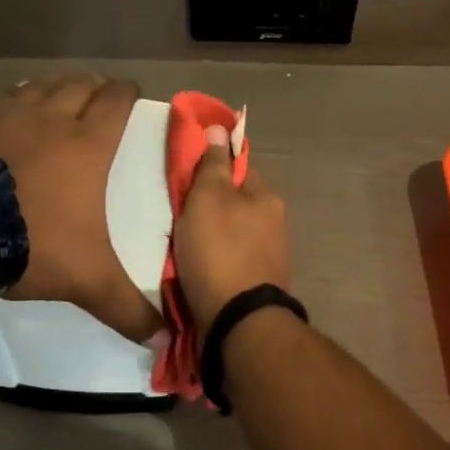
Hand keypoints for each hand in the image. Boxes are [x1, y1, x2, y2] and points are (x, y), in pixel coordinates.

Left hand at [0, 74, 162, 342]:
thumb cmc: (31, 242)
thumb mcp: (87, 281)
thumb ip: (126, 309)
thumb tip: (164, 341)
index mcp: (88, 145)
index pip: (115, 102)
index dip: (127, 93)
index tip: (132, 92)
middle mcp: (50, 120)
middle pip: (78, 86)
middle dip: (93, 86)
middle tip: (99, 95)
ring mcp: (5, 117)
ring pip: (38, 87)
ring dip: (54, 88)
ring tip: (58, 96)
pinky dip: (12, 101)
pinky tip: (7, 113)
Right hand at [174, 125, 290, 332]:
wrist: (237, 322)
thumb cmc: (220, 251)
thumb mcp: (208, 198)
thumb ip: (213, 164)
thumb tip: (220, 127)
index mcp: (267, 198)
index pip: (238, 166)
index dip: (212, 162)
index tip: (186, 168)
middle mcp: (274, 224)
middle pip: (235, 202)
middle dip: (208, 203)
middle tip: (176, 209)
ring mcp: (267, 257)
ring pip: (231, 233)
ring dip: (209, 234)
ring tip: (178, 241)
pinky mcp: (255, 285)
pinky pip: (228, 261)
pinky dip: (211, 260)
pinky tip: (192, 267)